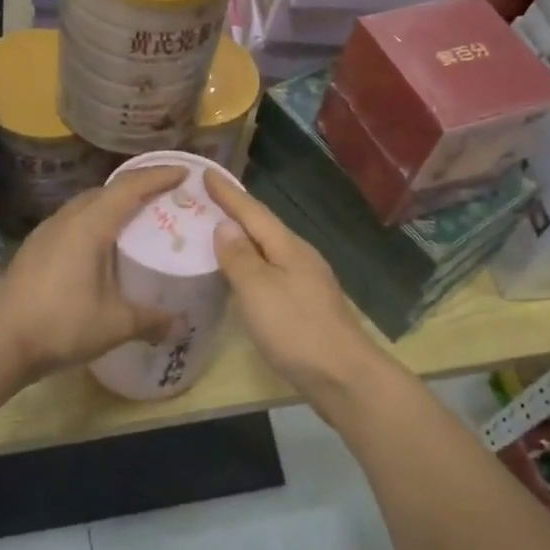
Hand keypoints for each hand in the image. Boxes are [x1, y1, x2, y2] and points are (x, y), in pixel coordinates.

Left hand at [0, 166, 185, 379]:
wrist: (0, 341)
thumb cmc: (62, 324)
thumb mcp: (115, 324)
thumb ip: (151, 321)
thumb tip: (181, 326)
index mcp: (90, 225)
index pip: (130, 187)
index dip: (159, 176)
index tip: (185, 173)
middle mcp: (67, 219)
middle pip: (106, 190)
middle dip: (137, 187)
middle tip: (165, 197)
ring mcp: (46, 232)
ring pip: (85, 206)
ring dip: (112, 205)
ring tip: (136, 220)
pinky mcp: (35, 249)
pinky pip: (72, 223)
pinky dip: (94, 223)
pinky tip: (102, 248)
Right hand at [205, 173, 391, 405]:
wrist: (344, 377)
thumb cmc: (296, 330)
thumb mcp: (258, 290)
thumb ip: (240, 257)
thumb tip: (226, 225)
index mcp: (288, 248)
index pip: (253, 212)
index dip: (228, 193)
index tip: (206, 172)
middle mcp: (301, 257)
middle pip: (264, 227)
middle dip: (236, 212)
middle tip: (205, 200)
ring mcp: (307, 282)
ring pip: (269, 250)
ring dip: (244, 239)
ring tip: (217, 233)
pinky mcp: (307, 306)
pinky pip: (272, 272)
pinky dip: (252, 265)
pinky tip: (242, 276)